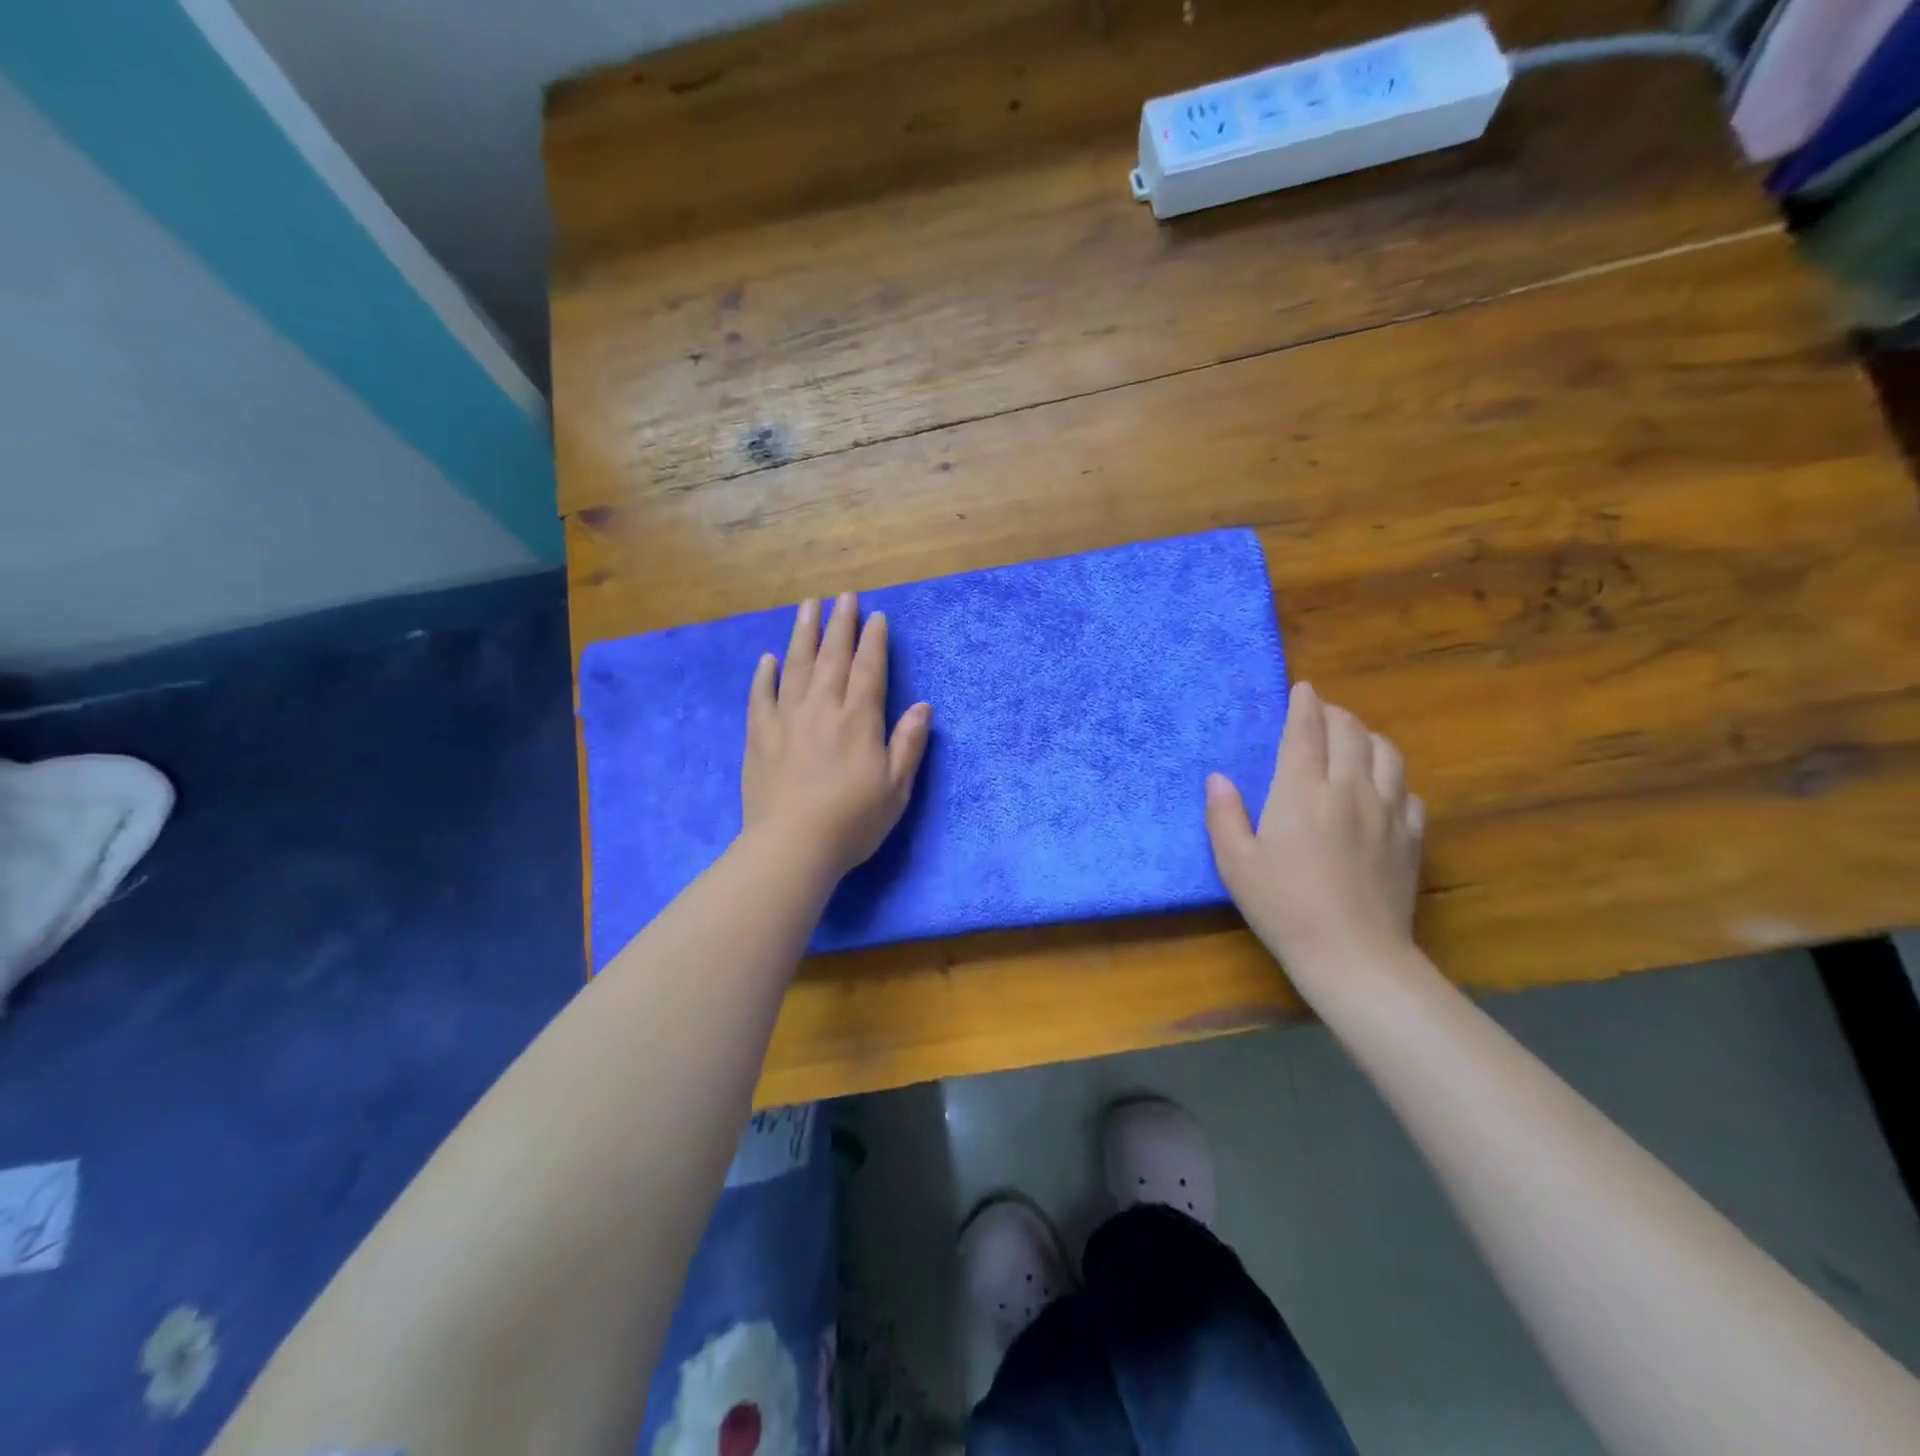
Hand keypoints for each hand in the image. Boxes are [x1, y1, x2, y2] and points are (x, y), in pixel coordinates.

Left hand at [743, 592, 931, 880]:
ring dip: (803, 633)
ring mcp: (786, 719)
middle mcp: (822, 708)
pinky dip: (765, 674)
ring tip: (807, 606)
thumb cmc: (852, 821)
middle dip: (840, 624)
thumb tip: (924, 706)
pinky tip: (768, 658)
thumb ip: (908, 744)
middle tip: (843, 595)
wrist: (791, 847)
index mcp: (858, 719)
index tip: (875, 616)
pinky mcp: (759, 736)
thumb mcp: (895, 788)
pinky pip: (761, 695)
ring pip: (796, 665)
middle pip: (832, 657)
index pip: (869, 669)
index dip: (874, 641)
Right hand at [1205, 682, 1424, 977]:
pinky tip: (1381, 788)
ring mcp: (1386, 812)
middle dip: (1335, 713)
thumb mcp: (1235, 863)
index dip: (1303, 704)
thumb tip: (1218, 778)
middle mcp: (1348, 789)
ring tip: (1353, 740)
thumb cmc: (1283, 906)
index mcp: (1301, 791)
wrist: (1353, 954)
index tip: (1302, 688)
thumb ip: (1224, 815)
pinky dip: (1393, 777)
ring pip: (1387, 753)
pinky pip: (1408, 791)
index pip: (1306, 731)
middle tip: (1321, 713)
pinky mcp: (1411, 837)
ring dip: (1368, 737)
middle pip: (1350, 732)